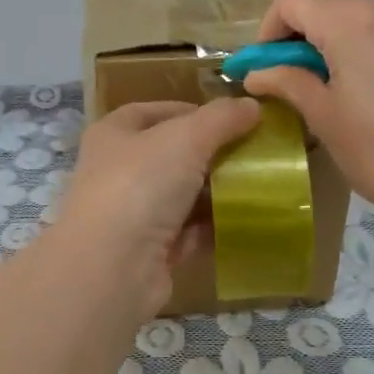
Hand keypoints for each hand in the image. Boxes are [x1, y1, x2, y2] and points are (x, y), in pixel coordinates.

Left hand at [52, 98, 261, 316]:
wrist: (112, 268)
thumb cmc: (140, 185)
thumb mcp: (186, 138)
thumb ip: (221, 118)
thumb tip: (252, 105)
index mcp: (114, 135)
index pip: (153, 112)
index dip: (192, 110)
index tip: (234, 118)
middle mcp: (117, 172)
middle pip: (171, 155)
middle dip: (212, 154)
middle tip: (256, 152)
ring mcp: (132, 214)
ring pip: (182, 196)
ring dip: (217, 192)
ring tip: (261, 185)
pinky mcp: (149, 252)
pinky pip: (189, 232)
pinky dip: (214, 227)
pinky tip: (247, 221)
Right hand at [242, 0, 373, 223]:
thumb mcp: (322, 116)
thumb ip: (287, 83)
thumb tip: (256, 74)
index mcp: (348, 19)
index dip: (268, 31)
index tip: (264, 69)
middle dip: (294, 29)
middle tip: (286, 74)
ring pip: (351, 9)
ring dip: (324, 35)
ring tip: (320, 81)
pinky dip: (354, 41)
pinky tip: (356, 84)